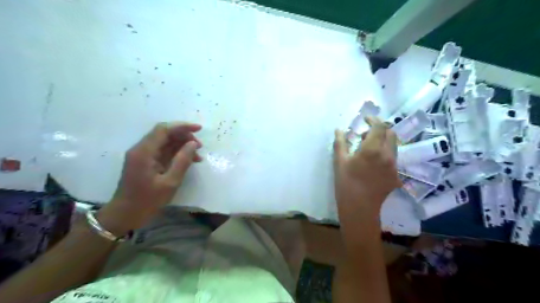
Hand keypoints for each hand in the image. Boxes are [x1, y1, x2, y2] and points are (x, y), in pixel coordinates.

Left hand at [98, 122, 202, 235]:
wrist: (125, 215)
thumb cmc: (147, 201)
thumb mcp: (170, 183)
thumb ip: (182, 161)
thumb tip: (193, 144)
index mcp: (144, 152)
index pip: (164, 129)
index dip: (182, 126)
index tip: (199, 129)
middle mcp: (141, 149)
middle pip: (165, 133)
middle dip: (184, 136)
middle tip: (200, 146)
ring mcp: (142, 155)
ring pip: (165, 141)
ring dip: (182, 145)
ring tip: (197, 155)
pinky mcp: (145, 161)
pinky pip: (163, 150)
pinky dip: (176, 152)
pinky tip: (189, 160)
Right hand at [334, 116, 399, 221]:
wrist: (360, 210)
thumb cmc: (346, 185)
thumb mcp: (339, 163)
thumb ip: (340, 143)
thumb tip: (339, 130)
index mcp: (372, 149)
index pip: (379, 126)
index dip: (373, 119)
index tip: (365, 119)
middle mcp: (387, 154)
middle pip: (391, 133)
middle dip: (380, 129)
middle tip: (365, 135)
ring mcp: (394, 165)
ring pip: (393, 145)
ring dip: (383, 140)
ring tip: (369, 148)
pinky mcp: (396, 175)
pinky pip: (393, 157)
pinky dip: (385, 152)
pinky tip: (373, 162)